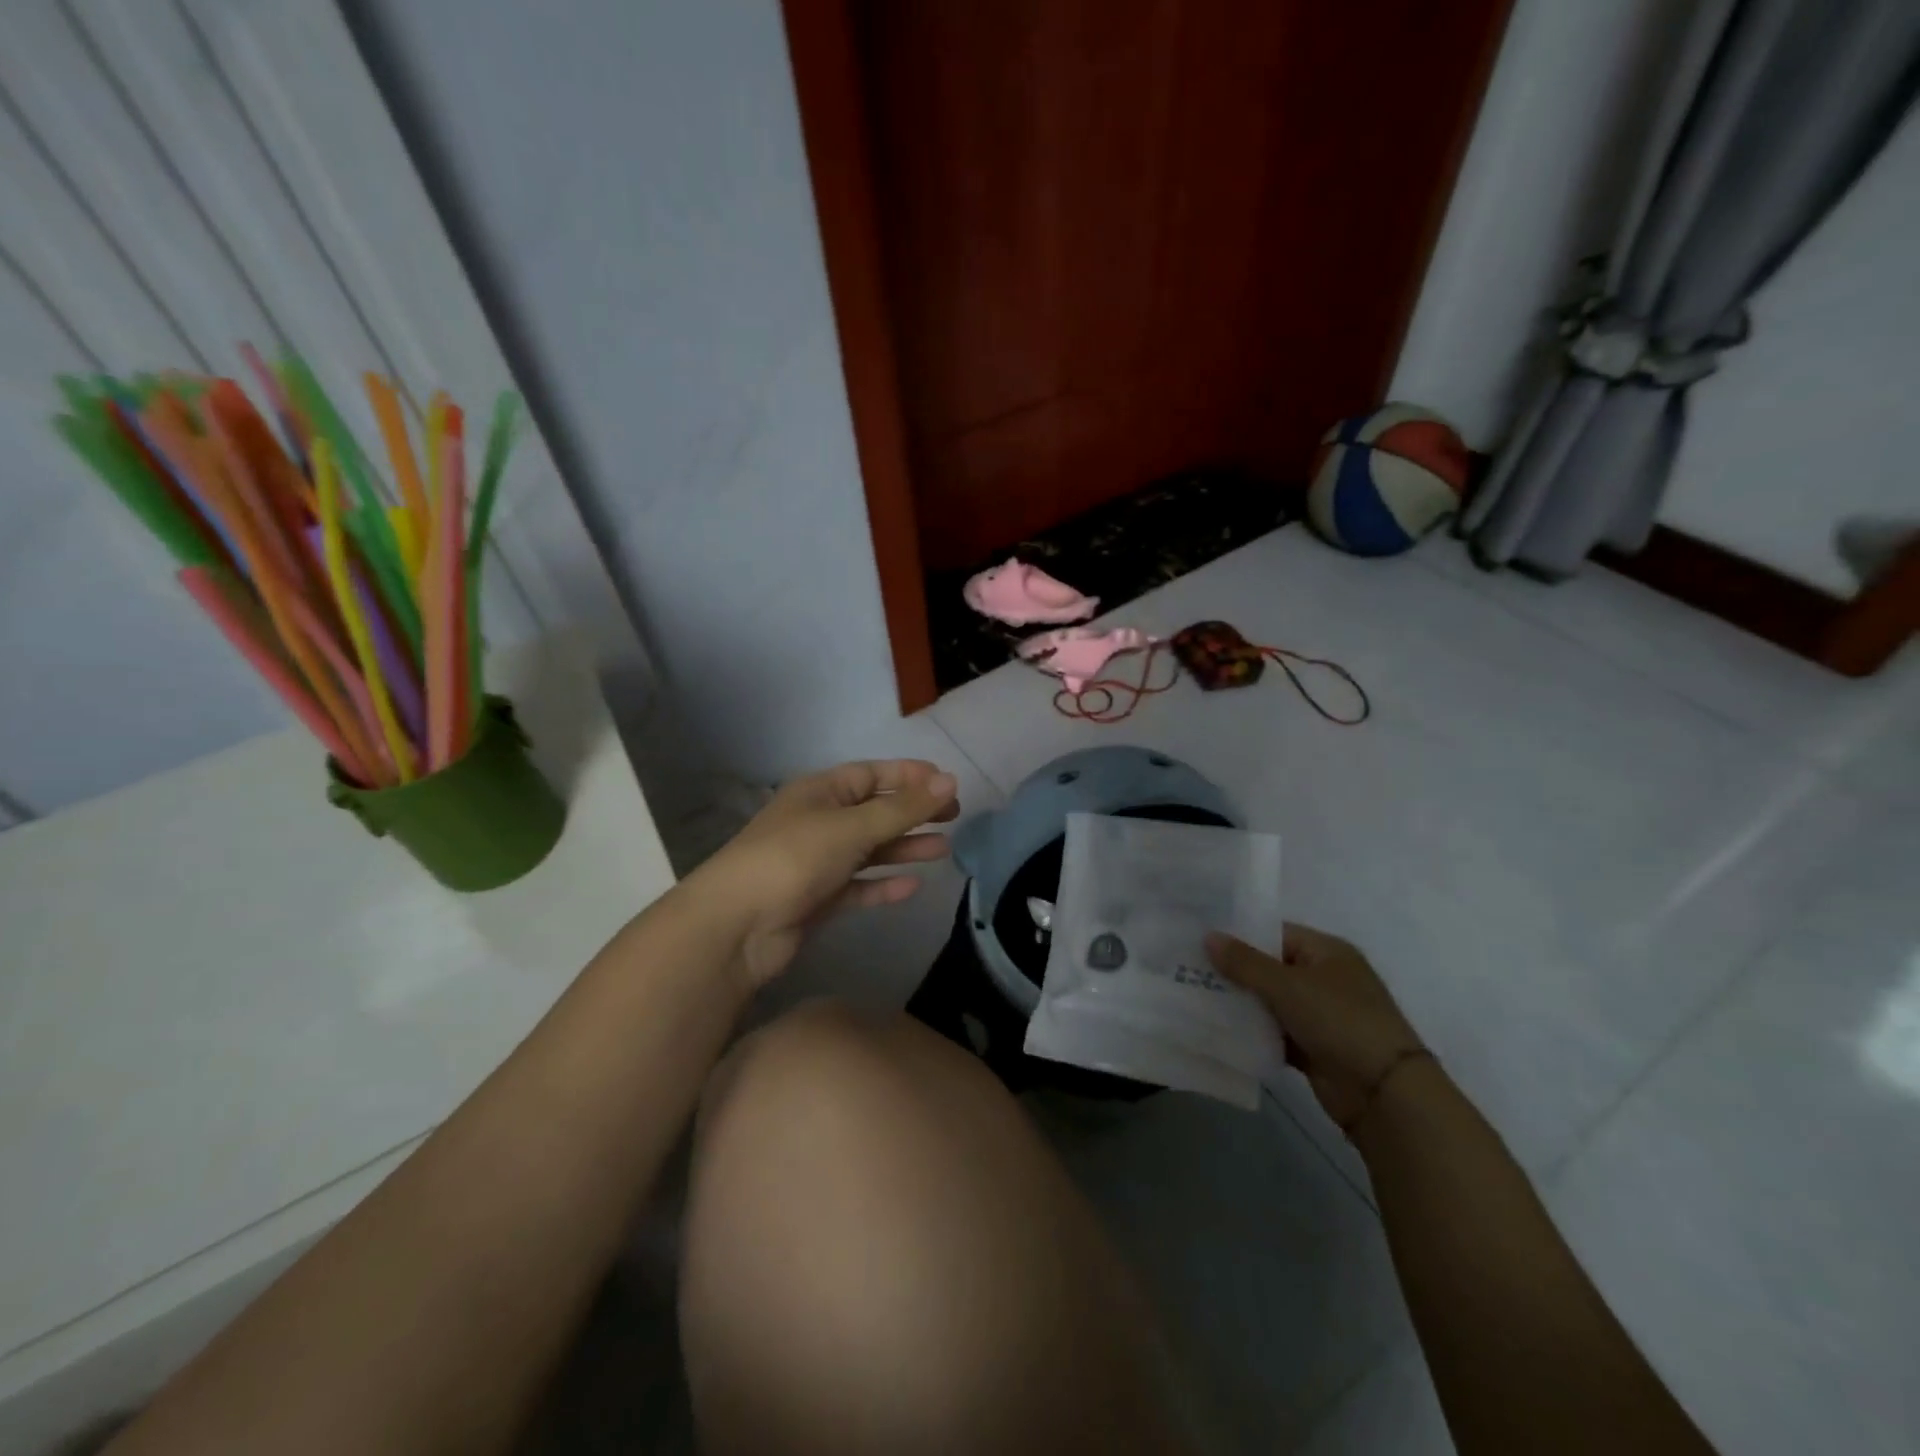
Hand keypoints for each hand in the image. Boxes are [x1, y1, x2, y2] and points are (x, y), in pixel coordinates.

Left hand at [691, 760, 958, 988]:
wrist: (736, 927)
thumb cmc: (793, 859)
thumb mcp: (851, 827)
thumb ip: (902, 808)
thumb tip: (951, 780)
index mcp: (819, 792)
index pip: (871, 774)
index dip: (909, 776)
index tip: (948, 783)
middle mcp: (819, 822)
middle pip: (874, 811)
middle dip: (913, 812)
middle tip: (954, 816)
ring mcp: (817, 862)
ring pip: (870, 850)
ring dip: (904, 848)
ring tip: (944, 850)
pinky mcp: (817, 899)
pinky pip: (859, 886)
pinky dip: (883, 886)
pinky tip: (913, 887)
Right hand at [1206, 923, 1424, 1131]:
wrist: (1384, 1094)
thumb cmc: (1340, 1021)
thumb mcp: (1288, 986)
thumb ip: (1245, 962)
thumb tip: (1208, 936)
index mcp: (1326, 952)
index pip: (1274, 933)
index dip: (1239, 936)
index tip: (1199, 940)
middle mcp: (1324, 978)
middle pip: (1269, 967)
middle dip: (1233, 971)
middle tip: (1188, 969)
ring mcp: (1319, 1015)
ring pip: (1269, 1001)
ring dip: (1240, 1003)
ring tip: (1194, 996)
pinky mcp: (1312, 1047)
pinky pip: (1274, 1032)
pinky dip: (1252, 1032)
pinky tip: (1217, 1029)